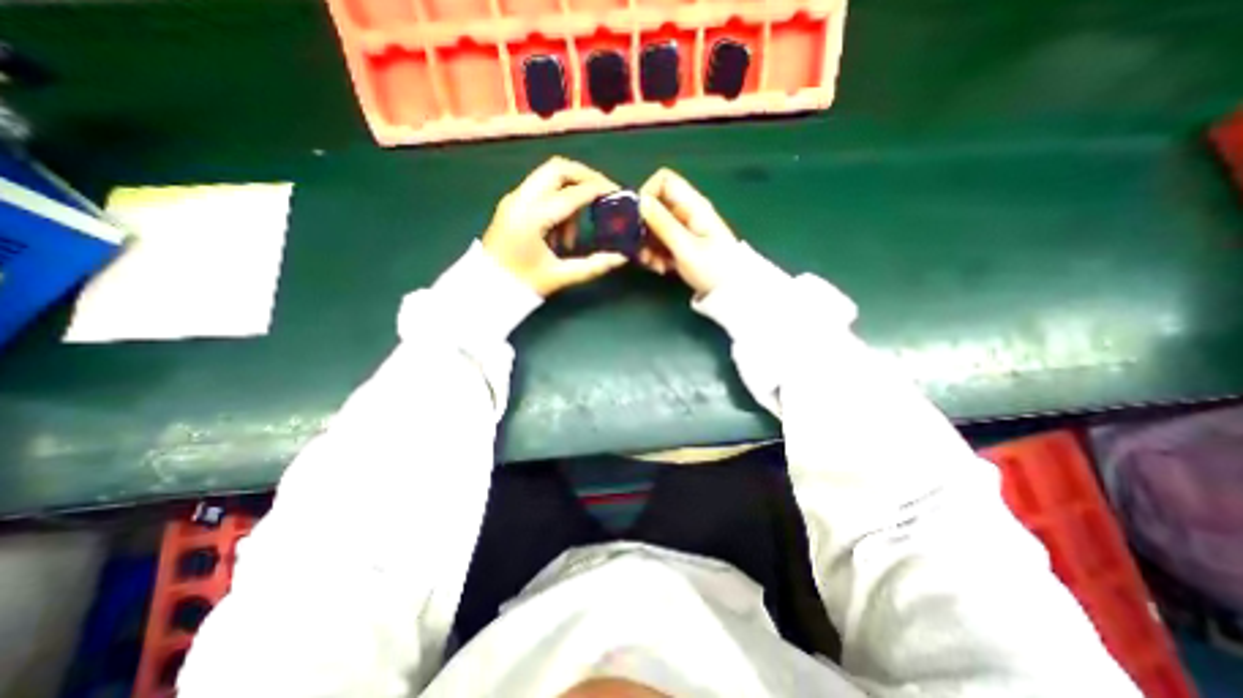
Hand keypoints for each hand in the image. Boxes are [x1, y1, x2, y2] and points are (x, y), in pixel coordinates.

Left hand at [480, 156, 625, 294]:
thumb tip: (621, 257)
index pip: (573, 193)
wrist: (485, 288)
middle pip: (558, 168)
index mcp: (533, 217)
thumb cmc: (522, 284)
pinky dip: (556, 201)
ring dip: (569, 194)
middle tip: (602, 196)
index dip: (599, 190)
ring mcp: (514, 199)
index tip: (618, 195)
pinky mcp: (512, 204)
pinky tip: (559, 232)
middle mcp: (521, 200)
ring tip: (573, 234)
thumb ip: (594, 266)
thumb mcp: (561, 276)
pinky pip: (540, 190)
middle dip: (585, 177)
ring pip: (548, 177)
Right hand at [639, 167, 735, 295]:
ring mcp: (684, 229)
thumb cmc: (713, 268)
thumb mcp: (685, 247)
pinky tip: (661, 269)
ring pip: (655, 228)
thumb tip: (640, 201)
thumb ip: (662, 224)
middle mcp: (687, 213)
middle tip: (642, 250)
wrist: (731, 292)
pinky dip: (656, 255)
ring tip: (654, 265)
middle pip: (655, 207)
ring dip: (648, 246)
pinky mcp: (681, 245)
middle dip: (644, 228)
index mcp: (693, 205)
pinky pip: (660, 243)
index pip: (664, 181)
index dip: (647, 194)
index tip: (638, 219)